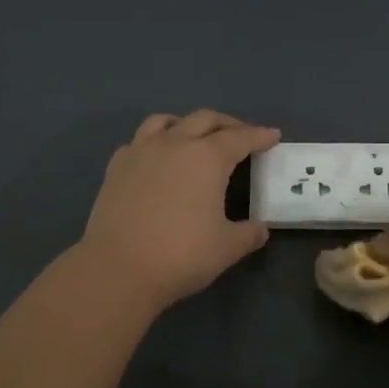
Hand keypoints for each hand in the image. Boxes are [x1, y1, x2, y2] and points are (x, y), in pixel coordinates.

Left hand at [80, 111, 280, 312]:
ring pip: (166, 121)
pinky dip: (154, 142)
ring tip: (195, 136)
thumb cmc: (181, 255)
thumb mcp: (226, 248)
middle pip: (204, 119)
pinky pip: (138, 141)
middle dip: (227, 123)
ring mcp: (141, 151)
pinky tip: (156, 158)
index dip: (259, 135)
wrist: (118, 268)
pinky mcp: (116, 167)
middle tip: (241, 135)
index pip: (240, 138)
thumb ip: (248, 234)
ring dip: (186, 124)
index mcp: (207, 157)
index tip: (272, 135)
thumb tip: (260, 229)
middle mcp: (175, 143)